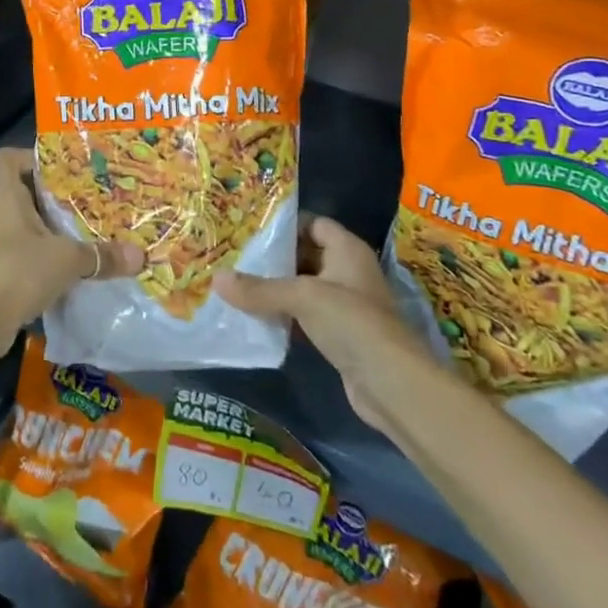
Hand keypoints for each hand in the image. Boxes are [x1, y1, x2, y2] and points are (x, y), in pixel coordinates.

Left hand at [0, 147, 143, 359]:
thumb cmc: (16, 272)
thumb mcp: (67, 259)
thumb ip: (102, 255)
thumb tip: (140, 256)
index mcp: (4, 196)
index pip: (8, 159)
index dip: (32, 156)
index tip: (64, 167)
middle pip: (24, 193)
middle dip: (56, 198)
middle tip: (91, 200)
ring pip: (26, 227)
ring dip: (53, 231)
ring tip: (88, 233)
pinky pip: (25, 256)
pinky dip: (46, 259)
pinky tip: (73, 270)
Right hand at [215, 216, 418, 429]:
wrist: (392, 385)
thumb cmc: (352, 323)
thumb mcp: (302, 298)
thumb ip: (259, 289)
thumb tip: (216, 279)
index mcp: (347, 250)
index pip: (314, 223)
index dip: (285, 223)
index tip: (250, 227)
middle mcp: (348, 271)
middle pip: (306, 254)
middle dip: (274, 257)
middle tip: (235, 255)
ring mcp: (346, 305)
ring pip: (304, 287)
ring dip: (277, 288)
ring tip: (237, 283)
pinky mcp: (340, 335)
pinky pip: (306, 315)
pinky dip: (284, 315)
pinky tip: (256, 317)